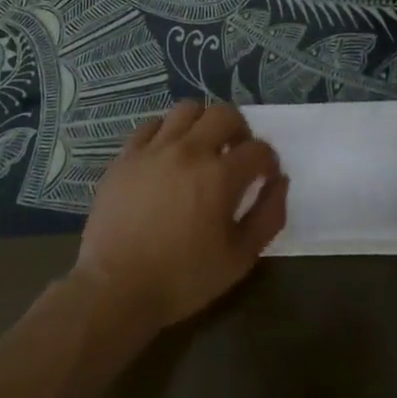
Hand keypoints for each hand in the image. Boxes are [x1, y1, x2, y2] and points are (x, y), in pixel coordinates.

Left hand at [75, 102, 287, 332]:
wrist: (116, 288)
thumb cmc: (182, 278)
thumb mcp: (240, 258)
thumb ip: (268, 216)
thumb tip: (280, 181)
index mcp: (220, 176)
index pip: (258, 149)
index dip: (268, 161)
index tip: (265, 176)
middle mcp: (189, 151)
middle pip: (224, 113)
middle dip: (240, 130)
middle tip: (236, 153)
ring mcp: (154, 149)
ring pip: (187, 109)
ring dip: (203, 123)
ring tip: (202, 147)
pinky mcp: (126, 156)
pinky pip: (151, 125)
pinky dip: (167, 131)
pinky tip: (168, 153)